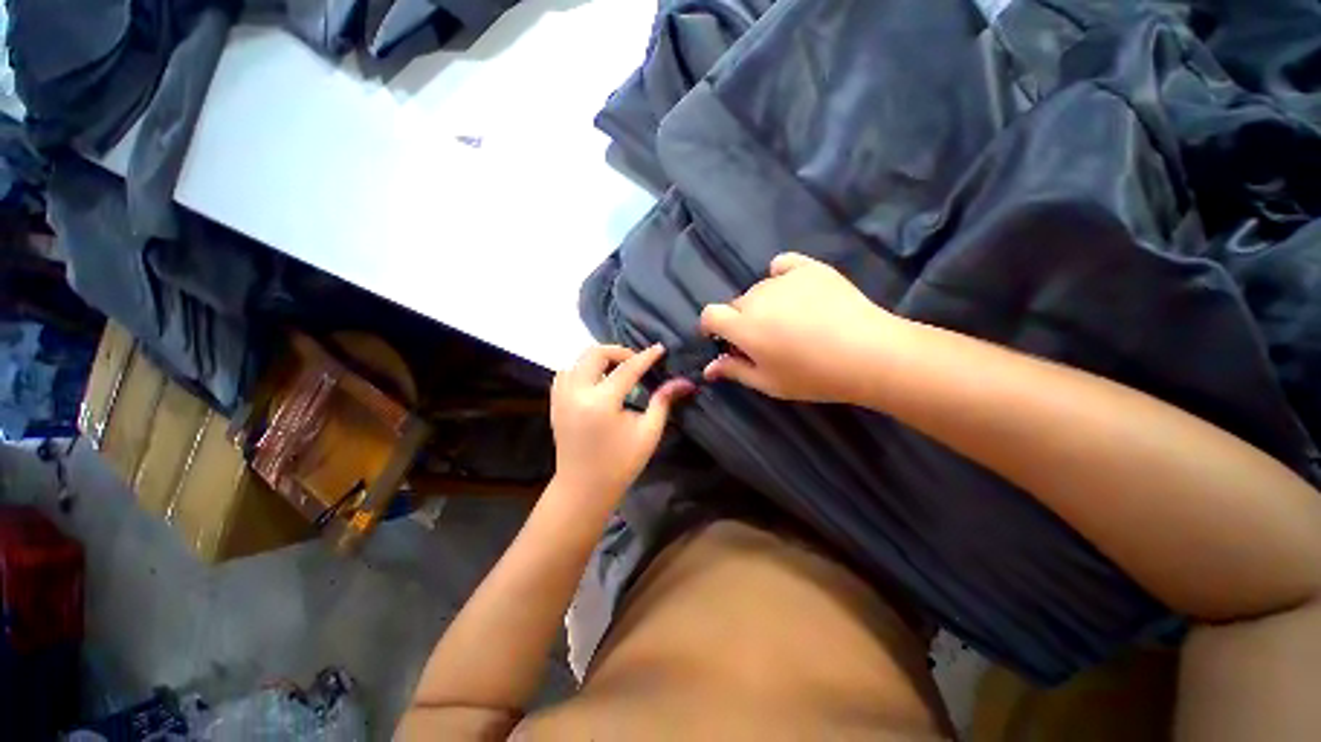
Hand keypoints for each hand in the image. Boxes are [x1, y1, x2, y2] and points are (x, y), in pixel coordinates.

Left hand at [550, 344, 692, 503]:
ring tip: (616, 370)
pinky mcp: (555, 403)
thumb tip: (684, 382)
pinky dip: (582, 369)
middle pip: (595, 354)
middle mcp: (576, 393)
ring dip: (599, 359)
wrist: (583, 488)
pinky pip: (566, 373)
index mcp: (601, 403)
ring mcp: (561, 397)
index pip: (626, 369)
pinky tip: (596, 381)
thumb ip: (663, 402)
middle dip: (618, 351)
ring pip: (577, 360)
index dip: (645, 357)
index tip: (659, 349)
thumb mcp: (648, 432)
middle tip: (635, 361)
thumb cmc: (621, 464)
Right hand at [700, 252, 902, 403]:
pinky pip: (783, 265)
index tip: (723, 339)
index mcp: (743, 326)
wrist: (868, 354)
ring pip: (760, 288)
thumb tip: (708, 368)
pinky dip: (781, 276)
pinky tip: (795, 291)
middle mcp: (756, 297)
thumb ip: (735, 371)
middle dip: (742, 320)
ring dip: (764, 303)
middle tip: (767, 339)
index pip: (710, 314)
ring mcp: (783, 280)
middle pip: (736, 303)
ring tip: (791, 320)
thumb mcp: (768, 382)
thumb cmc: (813, 376)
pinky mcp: (809, 268)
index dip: (712, 326)